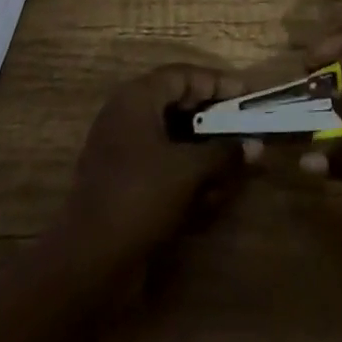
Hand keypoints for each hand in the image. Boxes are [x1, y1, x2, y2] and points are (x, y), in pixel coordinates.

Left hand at [59, 64, 250, 267]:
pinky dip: (186, 176)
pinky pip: (162, 167)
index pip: (184, 75)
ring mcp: (122, 151)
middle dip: (213, 122)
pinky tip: (210, 198)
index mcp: (137, 98)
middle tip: (243, 130)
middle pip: (179, 106)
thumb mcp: (187, 171)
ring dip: (204, 154)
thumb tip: (255, 146)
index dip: (218, 83)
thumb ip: (223, 153)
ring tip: (232, 170)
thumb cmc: (138, 198)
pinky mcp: (123, 184)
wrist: (86, 266)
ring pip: (173, 140)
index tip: (247, 95)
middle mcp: (127, 116)